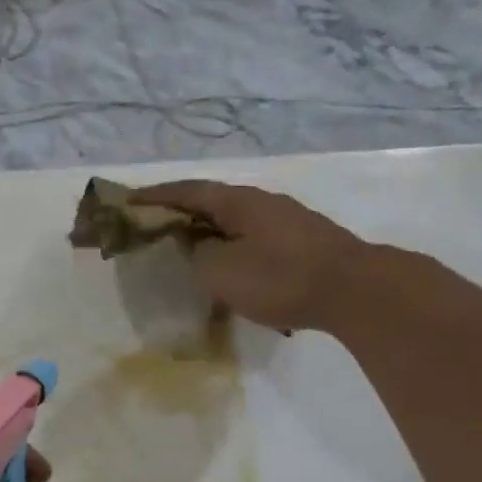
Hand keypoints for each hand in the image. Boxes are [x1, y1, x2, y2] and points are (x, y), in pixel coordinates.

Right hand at [135, 181, 365, 333]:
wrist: (352, 290)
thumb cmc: (279, 277)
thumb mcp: (220, 270)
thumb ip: (197, 255)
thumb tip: (198, 248)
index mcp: (238, 202)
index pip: (188, 191)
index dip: (156, 195)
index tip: (129, 200)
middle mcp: (262, 203)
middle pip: (212, 203)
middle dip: (182, 214)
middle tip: (156, 228)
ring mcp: (287, 221)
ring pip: (236, 223)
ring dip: (210, 234)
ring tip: (190, 252)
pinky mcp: (303, 243)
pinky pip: (254, 240)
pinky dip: (232, 249)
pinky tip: (231, 270)